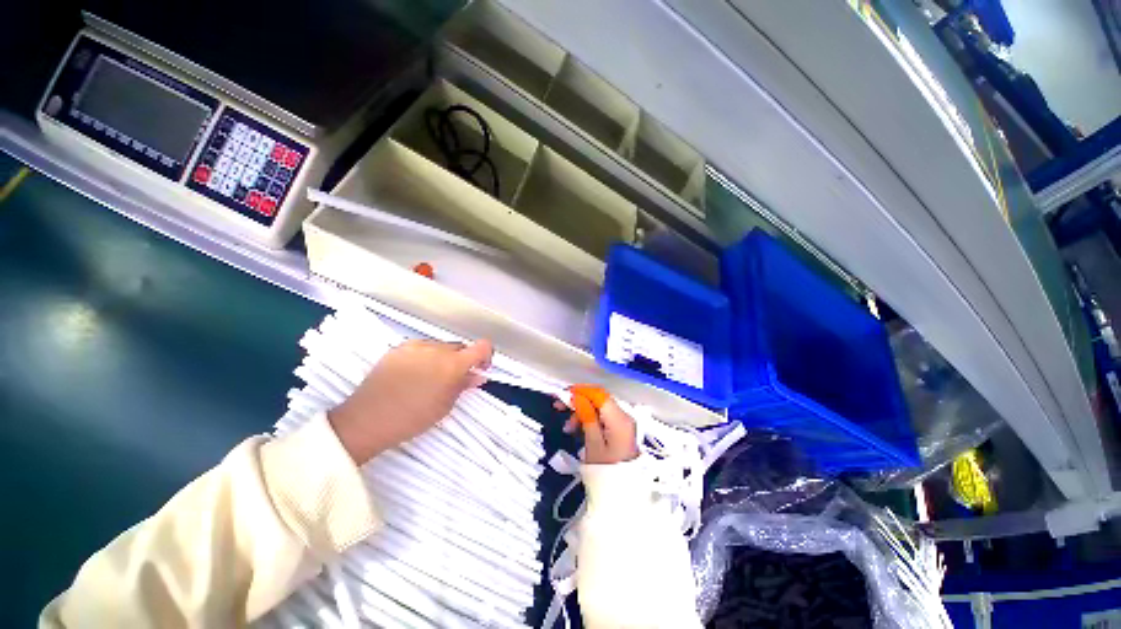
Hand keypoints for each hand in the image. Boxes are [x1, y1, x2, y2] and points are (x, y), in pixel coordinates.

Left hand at [329, 339, 492, 463]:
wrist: (366, 420)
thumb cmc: (411, 418)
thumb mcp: (445, 405)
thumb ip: (464, 385)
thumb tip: (477, 375)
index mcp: (452, 364)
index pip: (482, 346)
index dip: (486, 355)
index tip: (480, 368)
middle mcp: (436, 349)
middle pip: (460, 346)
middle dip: (463, 359)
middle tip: (455, 378)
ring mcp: (415, 346)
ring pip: (441, 346)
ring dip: (444, 357)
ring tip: (432, 377)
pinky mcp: (398, 348)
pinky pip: (421, 347)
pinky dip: (426, 356)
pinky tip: (415, 374)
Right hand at [556, 397, 639, 464]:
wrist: (623, 494)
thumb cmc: (606, 471)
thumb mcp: (593, 444)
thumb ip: (586, 416)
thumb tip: (577, 397)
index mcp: (619, 419)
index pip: (599, 394)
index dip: (581, 391)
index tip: (564, 395)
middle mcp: (623, 416)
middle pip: (599, 400)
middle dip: (579, 401)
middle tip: (559, 407)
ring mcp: (623, 423)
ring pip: (599, 409)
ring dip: (582, 412)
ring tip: (568, 427)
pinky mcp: (620, 430)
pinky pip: (603, 418)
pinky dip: (589, 420)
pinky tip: (577, 430)